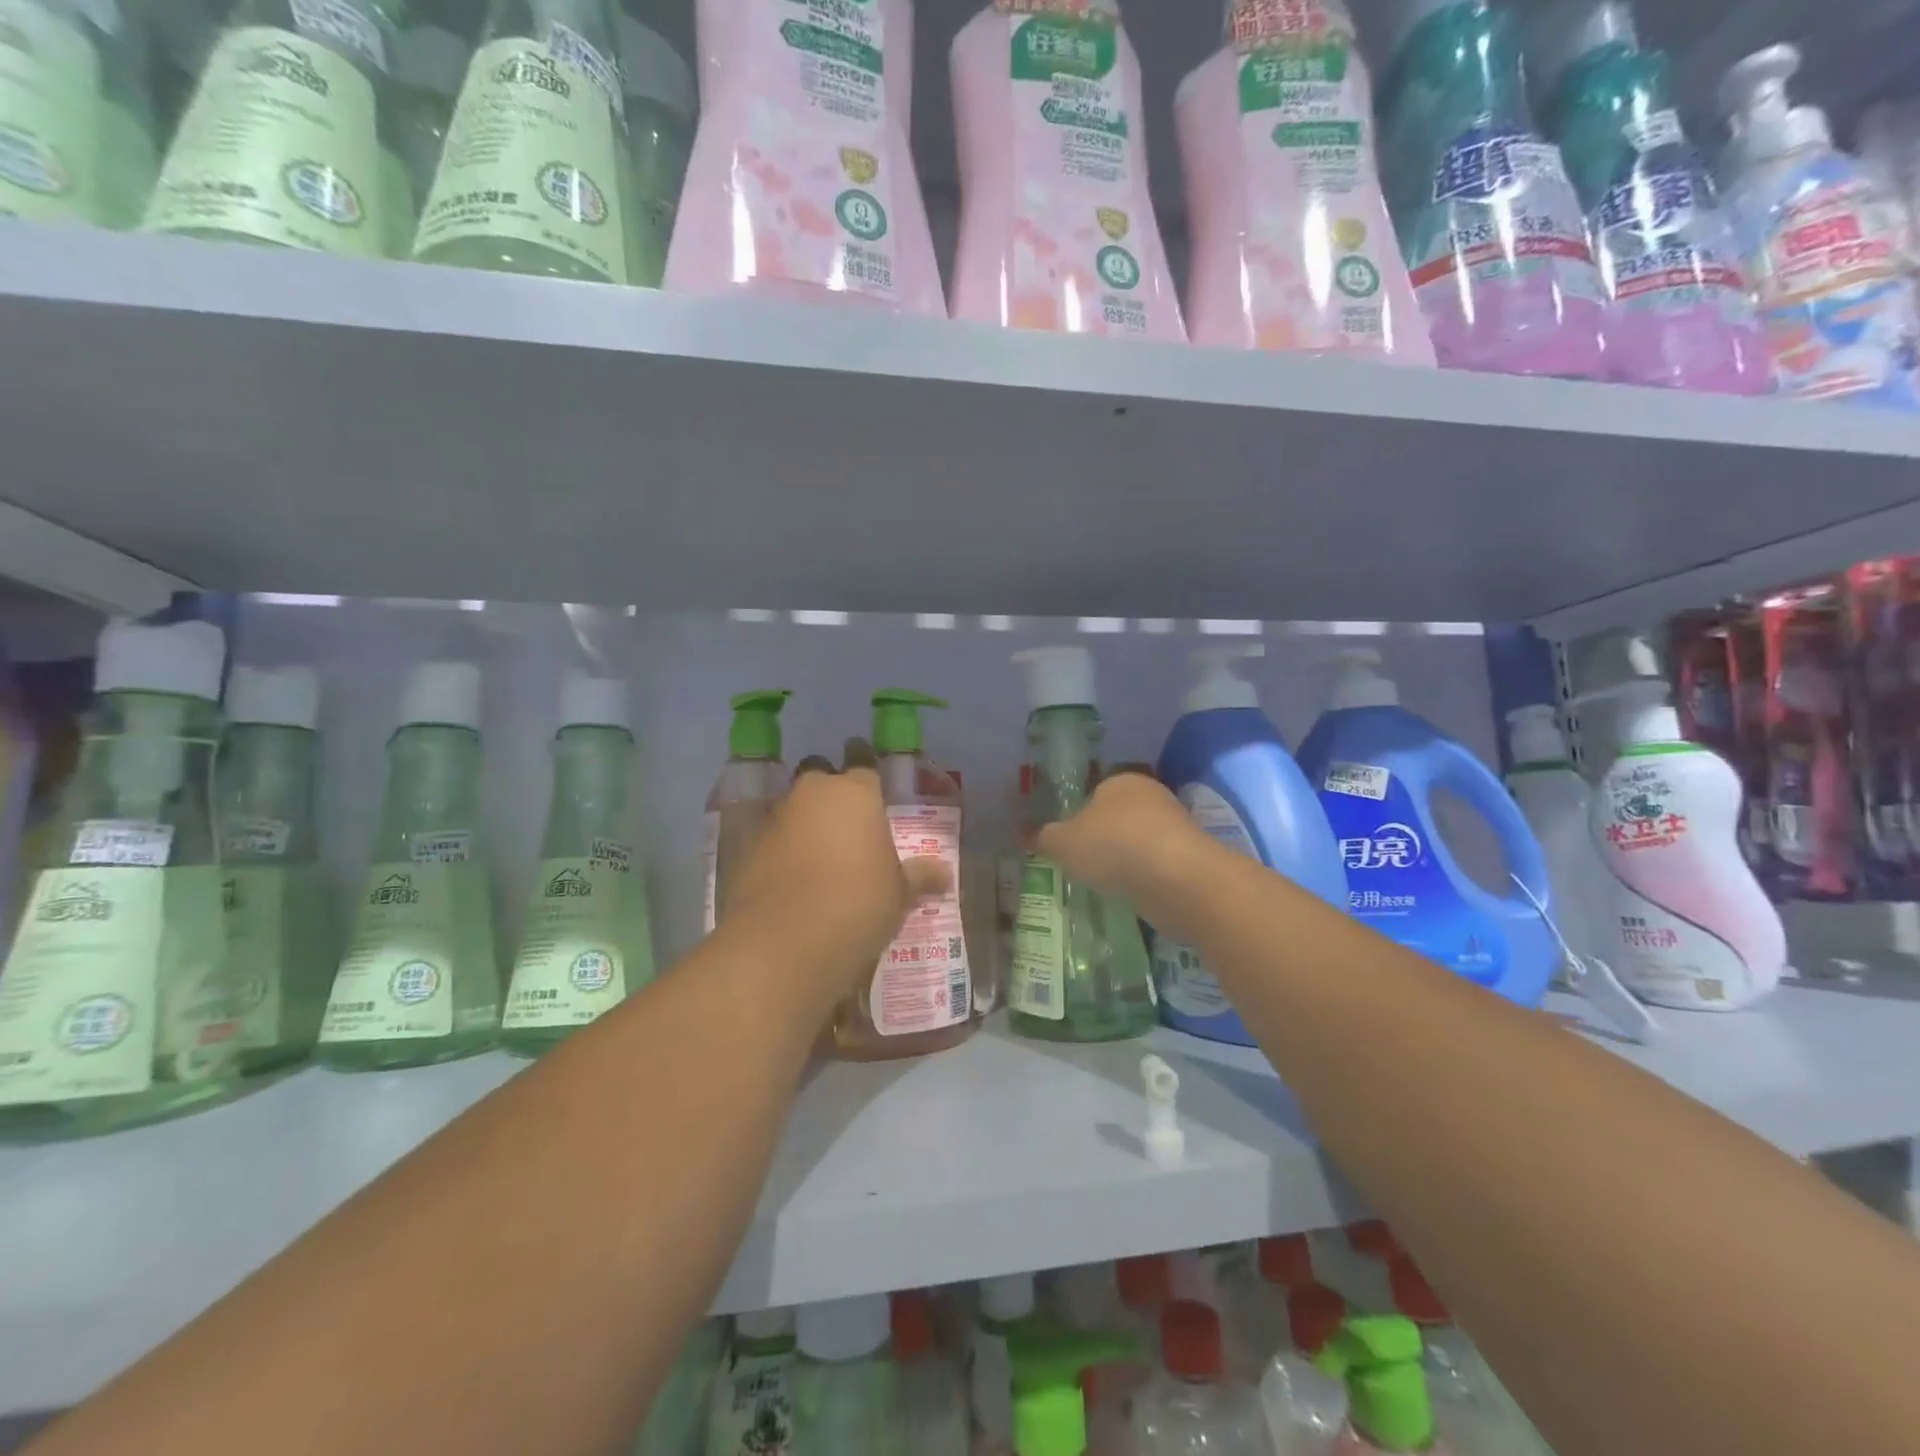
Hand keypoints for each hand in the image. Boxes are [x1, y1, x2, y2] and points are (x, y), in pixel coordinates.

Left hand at [720, 741, 949, 1004]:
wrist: (785, 940)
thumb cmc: (858, 903)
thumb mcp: (899, 893)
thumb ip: (920, 876)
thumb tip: (945, 874)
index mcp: (856, 792)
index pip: (864, 764)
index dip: (868, 773)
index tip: (872, 784)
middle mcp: (812, 793)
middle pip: (821, 777)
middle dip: (830, 793)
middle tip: (846, 820)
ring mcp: (775, 818)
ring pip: (793, 807)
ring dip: (804, 822)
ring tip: (819, 853)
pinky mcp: (747, 848)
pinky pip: (771, 839)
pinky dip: (781, 850)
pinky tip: (792, 878)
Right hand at [1034, 771, 1220, 941]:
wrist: (1179, 882)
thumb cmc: (1114, 848)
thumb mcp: (1063, 843)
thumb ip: (1042, 837)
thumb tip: (1020, 832)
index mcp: (1120, 780)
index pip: (1094, 791)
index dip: (1077, 816)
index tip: (1066, 843)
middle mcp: (1151, 796)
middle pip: (1117, 817)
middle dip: (1102, 838)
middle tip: (1081, 865)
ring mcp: (1175, 826)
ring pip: (1138, 841)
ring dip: (1125, 860)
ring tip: (1104, 884)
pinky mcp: (1191, 858)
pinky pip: (1156, 865)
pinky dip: (1144, 878)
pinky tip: (1131, 895)